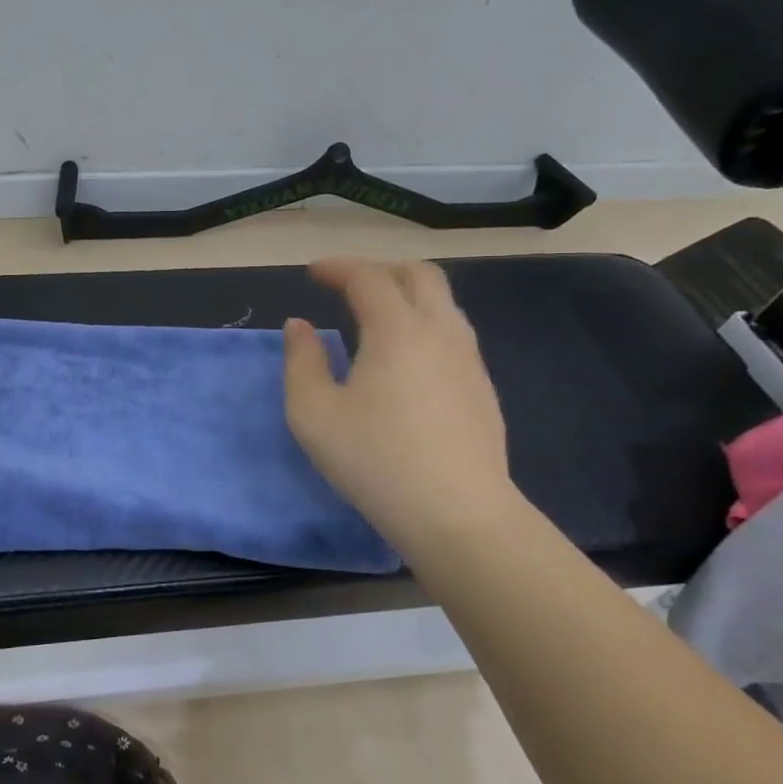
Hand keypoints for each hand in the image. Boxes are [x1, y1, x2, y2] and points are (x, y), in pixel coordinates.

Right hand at [283, 258, 520, 549]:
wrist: (458, 515)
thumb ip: (301, 361)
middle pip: (420, 275)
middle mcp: (440, 332)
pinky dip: (424, 324)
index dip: (338, 268)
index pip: (369, 277)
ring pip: (443, 303)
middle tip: (348, 287)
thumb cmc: (375, 460)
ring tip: (375, 319)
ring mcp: (469, 360)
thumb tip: (299, 326)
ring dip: (407, 296)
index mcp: (398, 330)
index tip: (313, 273)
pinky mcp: (483, 388)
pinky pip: (453, 333)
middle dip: (380, 270)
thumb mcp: (313, 413)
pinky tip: (405, 360)